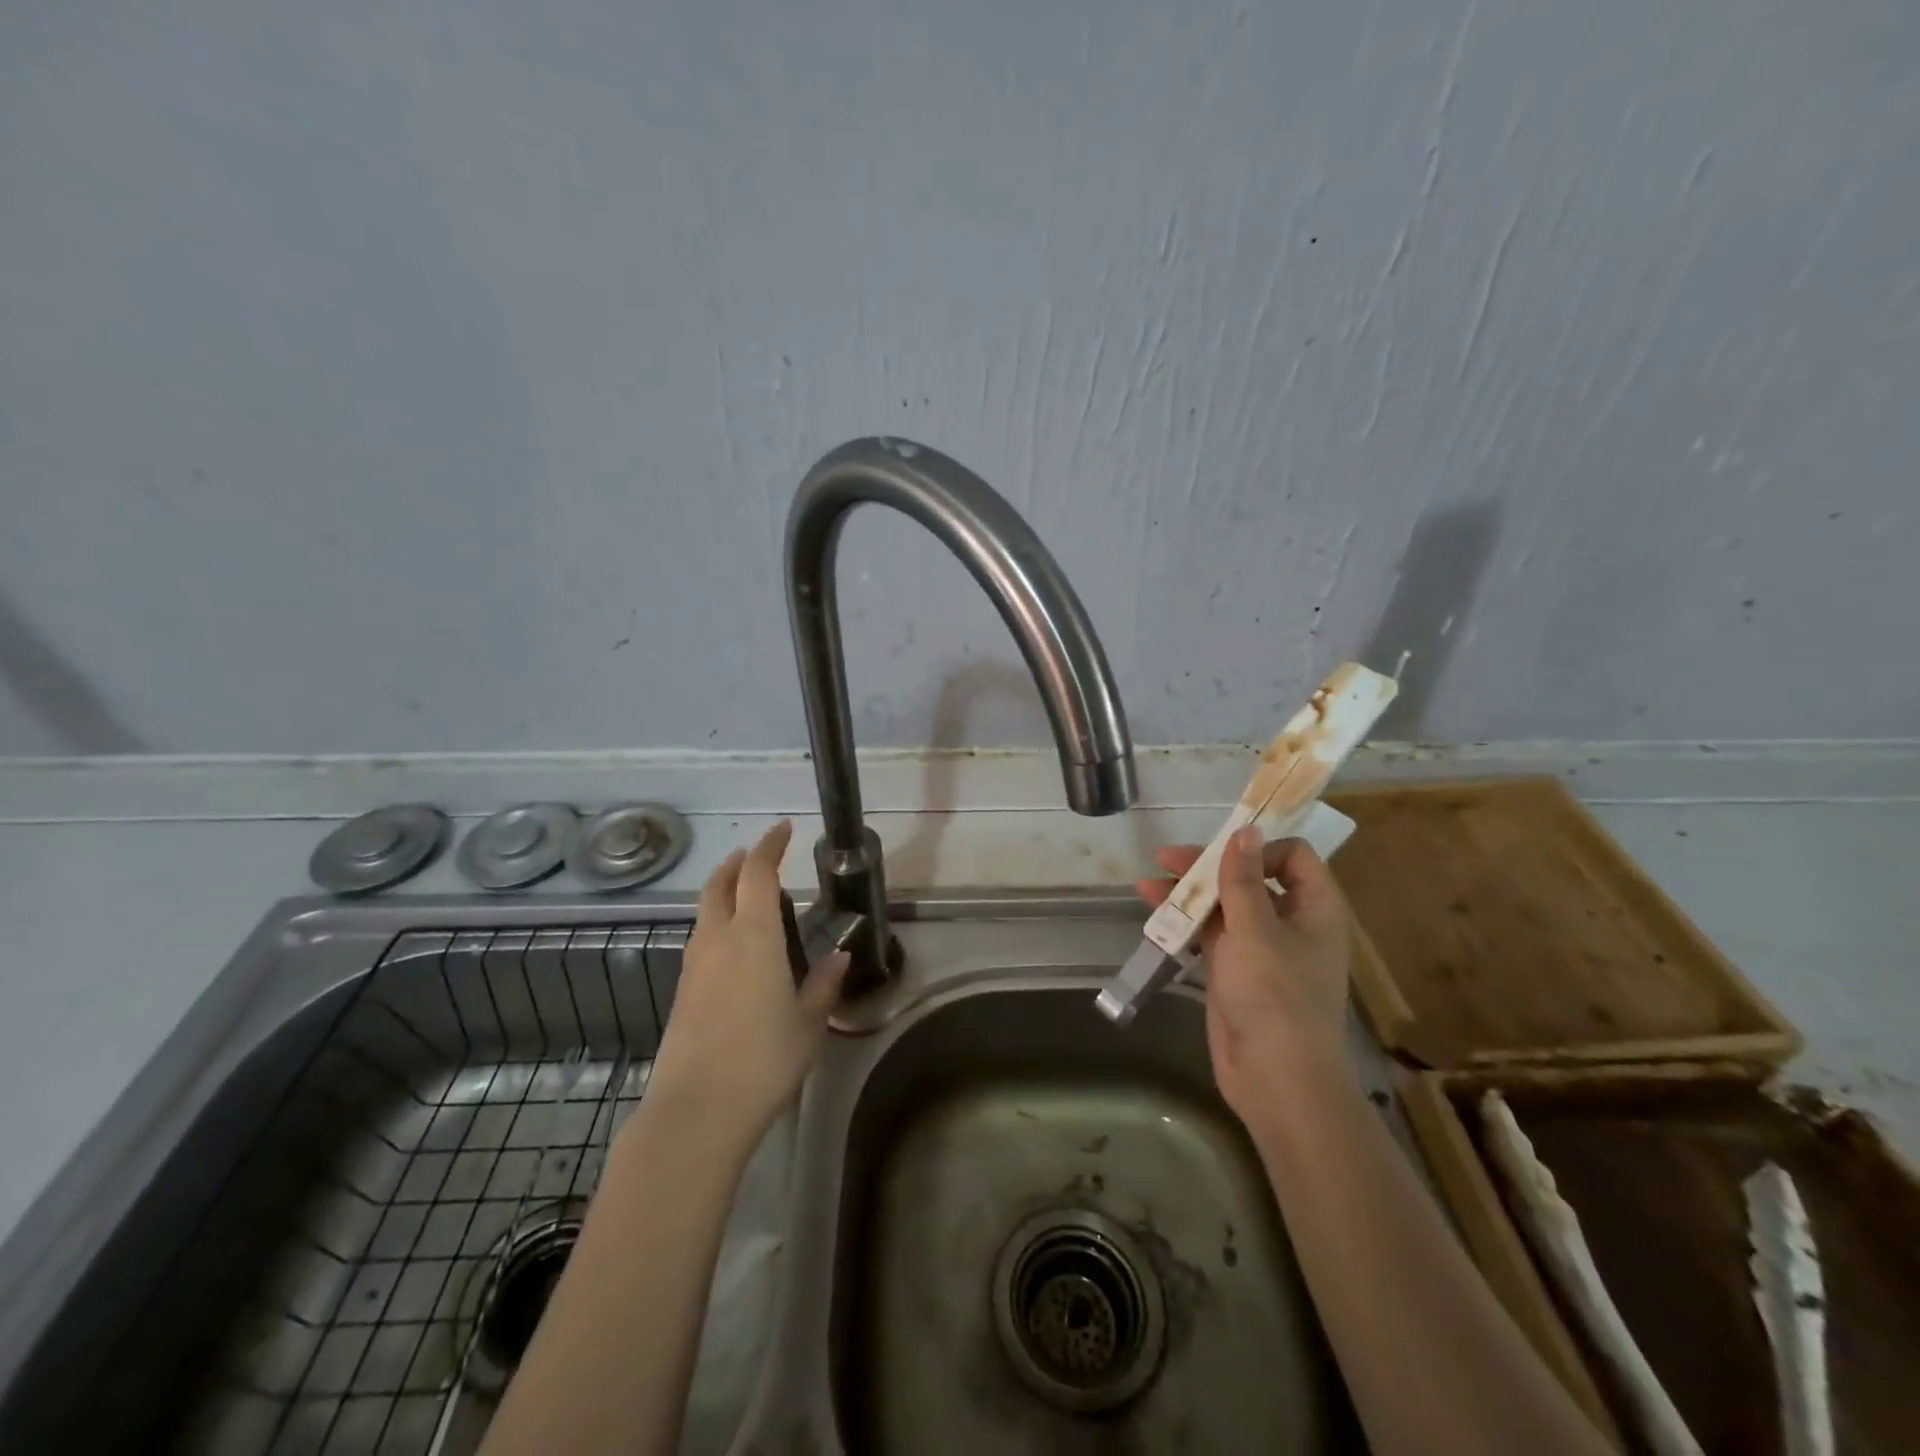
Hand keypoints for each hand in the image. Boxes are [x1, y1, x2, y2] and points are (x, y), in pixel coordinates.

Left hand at [645, 821, 848, 1145]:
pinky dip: (716, 924)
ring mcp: (694, 966)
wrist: (697, 1110)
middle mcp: (718, 939)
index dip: (770, 846)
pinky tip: (733, 947)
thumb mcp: (809, 1022)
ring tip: (745, 896)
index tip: (784, 829)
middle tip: (756, 855)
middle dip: (737, 863)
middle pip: (720, 885)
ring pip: (705, 912)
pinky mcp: (682, 992)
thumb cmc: (763, 1059)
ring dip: (723, 892)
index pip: (758, 873)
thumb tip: (839, 956)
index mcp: (753, 935)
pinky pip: (700, 940)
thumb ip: (824, 984)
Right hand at [1136, 826, 1354, 1119]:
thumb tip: (1245, 829)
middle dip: (1208, 867)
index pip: (1293, 857)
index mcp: (1315, 909)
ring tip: (1148, 883)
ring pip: (1224, 906)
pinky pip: (1209, 934)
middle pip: (1250, 877)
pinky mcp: (1235, 970)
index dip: (1258, 847)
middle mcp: (1290, 922)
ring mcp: (1261, 948)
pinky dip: (1184, 921)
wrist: (1276, 1078)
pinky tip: (1153, 911)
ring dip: (1189, 893)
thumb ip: (1243, 878)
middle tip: (1167, 858)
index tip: (1220, 851)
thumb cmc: (1275, 995)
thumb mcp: (1256, 929)